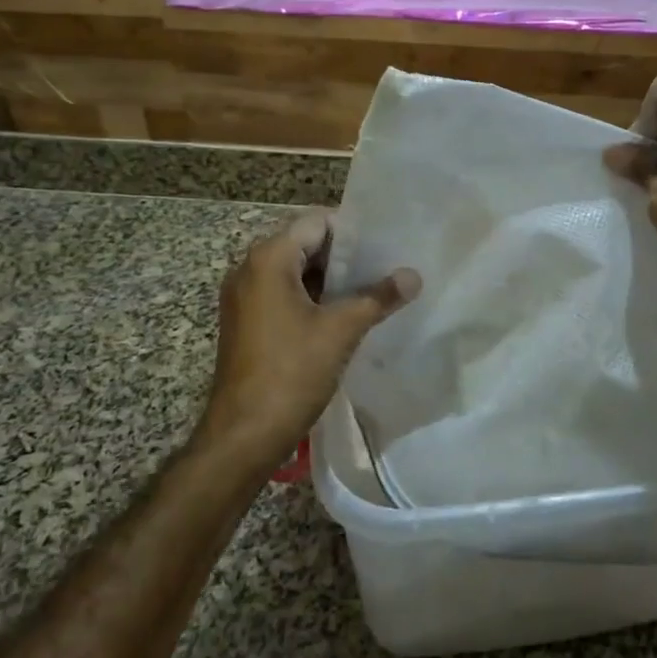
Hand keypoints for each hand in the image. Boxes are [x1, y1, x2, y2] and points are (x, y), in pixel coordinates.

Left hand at [199, 210, 420, 466]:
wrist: (243, 435)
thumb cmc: (291, 372)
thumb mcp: (341, 330)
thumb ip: (378, 297)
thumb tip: (413, 276)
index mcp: (268, 259)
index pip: (316, 222)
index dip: (353, 230)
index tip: (386, 245)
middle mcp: (249, 268)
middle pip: (305, 243)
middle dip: (345, 255)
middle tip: (385, 266)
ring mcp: (244, 297)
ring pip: (295, 271)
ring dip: (331, 279)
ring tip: (373, 289)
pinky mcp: (246, 321)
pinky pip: (284, 294)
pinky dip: (313, 298)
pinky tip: (344, 315)